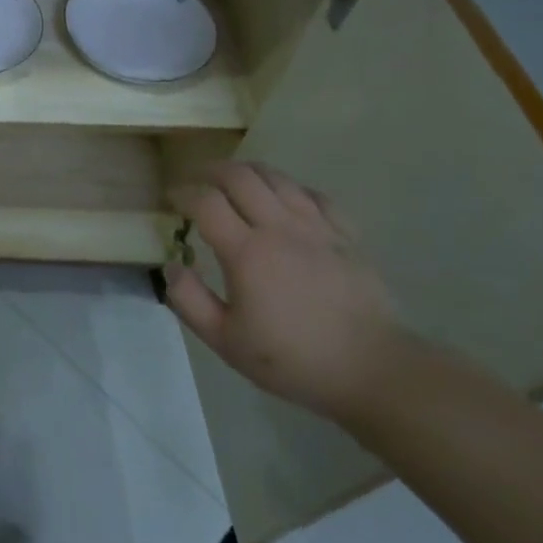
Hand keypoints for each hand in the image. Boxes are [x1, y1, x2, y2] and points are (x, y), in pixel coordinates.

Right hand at [164, 161, 405, 422]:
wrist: (371, 370)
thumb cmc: (293, 359)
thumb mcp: (226, 341)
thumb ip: (189, 301)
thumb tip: (170, 266)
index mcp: (247, 252)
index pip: (205, 201)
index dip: (183, 193)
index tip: (171, 199)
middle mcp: (280, 228)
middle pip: (239, 176)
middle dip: (210, 171)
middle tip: (197, 181)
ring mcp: (317, 227)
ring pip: (276, 177)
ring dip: (247, 172)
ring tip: (233, 183)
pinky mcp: (346, 235)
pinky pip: (313, 194)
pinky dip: (289, 189)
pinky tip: (283, 201)